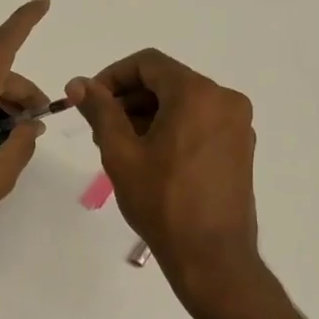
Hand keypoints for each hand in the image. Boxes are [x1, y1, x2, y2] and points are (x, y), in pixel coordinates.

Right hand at [65, 49, 262, 293]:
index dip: (112, 76)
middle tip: (100, 129)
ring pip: (183, 103)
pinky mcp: (240, 148)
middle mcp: (225, 100)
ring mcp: (238, 125)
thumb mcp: (121, 153)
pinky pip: (200, 122)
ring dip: (148, 115)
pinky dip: (172, 129)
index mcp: (197, 94)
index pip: (148, 64)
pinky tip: (151, 160)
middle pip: (167, 81)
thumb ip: (100, 111)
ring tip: (121, 149)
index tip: (90, 101)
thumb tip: (78, 84)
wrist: (211, 255)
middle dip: (129, 99)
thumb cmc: (161, 201)